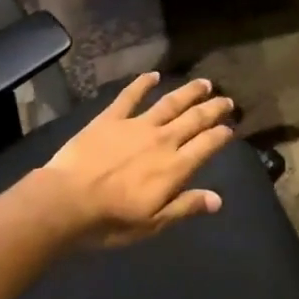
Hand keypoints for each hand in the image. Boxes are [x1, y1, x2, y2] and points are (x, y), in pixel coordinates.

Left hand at [38, 73, 235, 245]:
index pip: (206, 145)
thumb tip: (218, 199)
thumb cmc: (111, 220)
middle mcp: (161, 140)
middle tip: (227, 100)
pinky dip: (143, 83)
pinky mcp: (111, 118)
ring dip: (188, 92)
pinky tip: (153, 75)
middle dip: (213, 109)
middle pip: (194, 119)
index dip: (221, 135)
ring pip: (169, 103)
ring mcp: (136, 125)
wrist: (67, 200)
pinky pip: (130, 96)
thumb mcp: (153, 223)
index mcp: (174, 167)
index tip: (231, 127)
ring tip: (204, 83)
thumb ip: (185, 206)